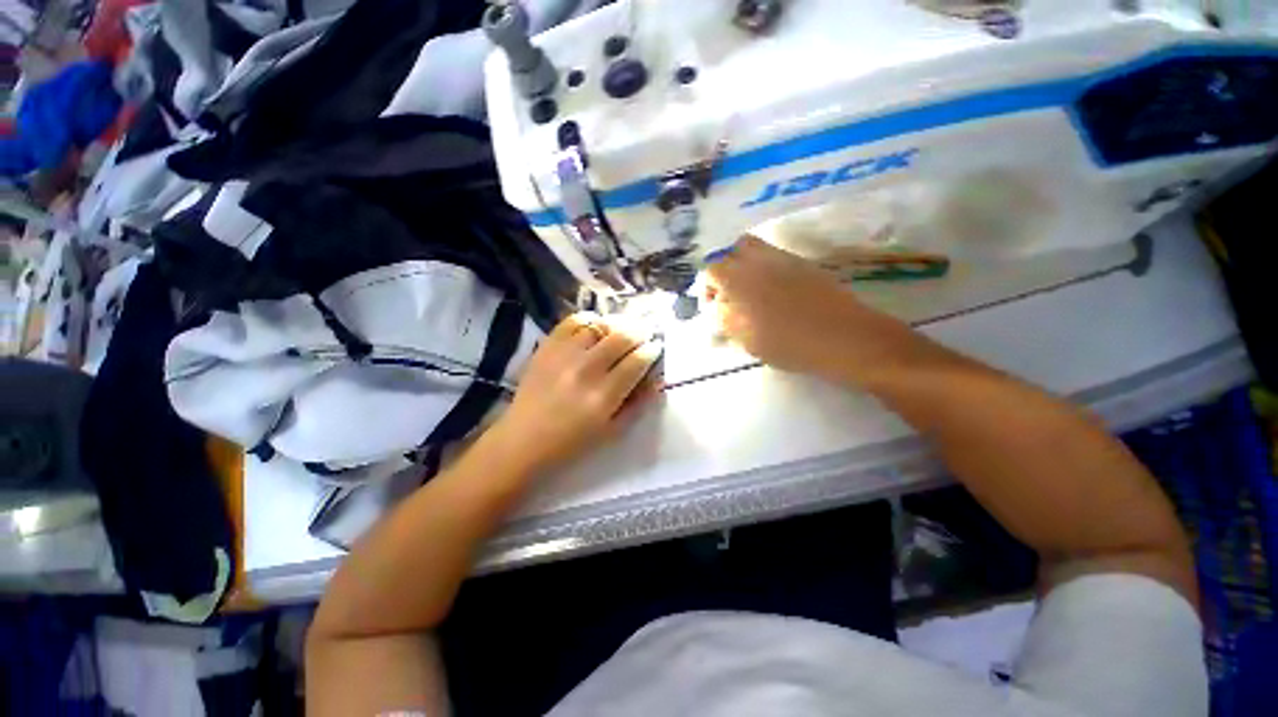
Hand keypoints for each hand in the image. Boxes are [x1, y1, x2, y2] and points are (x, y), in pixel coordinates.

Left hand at [485, 313, 661, 474]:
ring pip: (600, 325)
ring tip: (623, 328)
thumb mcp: (612, 431)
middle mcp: (586, 370)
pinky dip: (588, 319)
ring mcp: (564, 355)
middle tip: (645, 333)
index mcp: (604, 396)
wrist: (523, 439)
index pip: (637, 362)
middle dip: (640, 331)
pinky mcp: (547, 347)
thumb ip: (637, 404)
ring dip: (617, 324)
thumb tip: (657, 380)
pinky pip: (572, 321)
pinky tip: (595, 325)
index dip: (651, 351)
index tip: (655, 348)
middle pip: (622, 337)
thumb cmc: (571, 442)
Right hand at [706, 235, 875, 378]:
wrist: (841, 337)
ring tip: (748, 291)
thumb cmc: (787, 343)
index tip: (713, 309)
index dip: (707, 288)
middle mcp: (758, 260)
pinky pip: (774, 256)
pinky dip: (764, 268)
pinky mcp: (802, 263)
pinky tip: (773, 292)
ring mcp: (783, 258)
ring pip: (753, 248)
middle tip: (728, 295)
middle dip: (724, 270)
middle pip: (732, 251)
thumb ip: (723, 320)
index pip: (710, 270)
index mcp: (738, 278)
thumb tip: (714, 309)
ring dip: (744, 265)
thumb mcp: (745, 338)